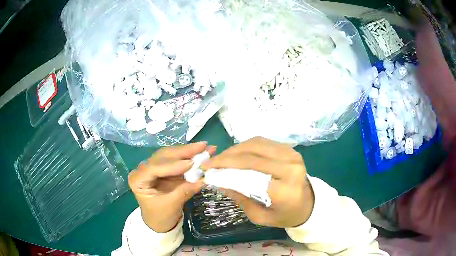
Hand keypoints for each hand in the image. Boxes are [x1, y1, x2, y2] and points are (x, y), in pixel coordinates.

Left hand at [129, 142, 215, 232]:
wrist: (159, 223)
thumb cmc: (160, 216)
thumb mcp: (171, 206)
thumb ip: (184, 191)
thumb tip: (203, 179)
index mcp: (138, 179)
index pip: (154, 167)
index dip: (172, 164)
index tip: (191, 163)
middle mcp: (144, 169)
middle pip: (163, 156)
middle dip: (183, 151)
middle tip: (202, 146)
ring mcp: (155, 168)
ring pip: (171, 155)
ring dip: (188, 151)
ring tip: (204, 147)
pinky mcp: (165, 169)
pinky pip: (177, 161)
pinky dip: (190, 157)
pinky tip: (200, 153)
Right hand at [202, 137, 313, 227]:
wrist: (307, 204)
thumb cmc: (284, 214)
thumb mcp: (260, 216)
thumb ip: (240, 199)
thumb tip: (219, 182)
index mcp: (285, 189)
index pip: (251, 173)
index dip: (226, 168)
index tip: (208, 169)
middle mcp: (290, 166)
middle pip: (252, 154)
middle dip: (227, 156)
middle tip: (210, 162)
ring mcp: (292, 154)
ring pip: (256, 144)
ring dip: (235, 149)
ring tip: (221, 158)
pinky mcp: (290, 149)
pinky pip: (263, 142)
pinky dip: (246, 146)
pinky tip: (236, 154)